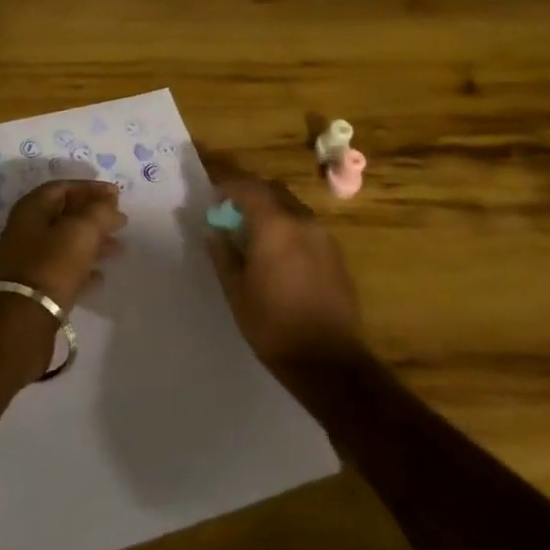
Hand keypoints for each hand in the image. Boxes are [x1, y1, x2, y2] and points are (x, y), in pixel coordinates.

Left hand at [0, 180, 124, 308]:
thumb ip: (100, 212)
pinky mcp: (33, 284)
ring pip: (64, 241)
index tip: (116, 194)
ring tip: (117, 247)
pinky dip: (81, 266)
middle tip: (119, 221)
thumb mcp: (82, 231)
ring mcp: (27, 257)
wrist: (24, 317)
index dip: (90, 188)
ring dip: (91, 241)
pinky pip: (61, 267)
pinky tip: (100, 275)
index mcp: (31, 208)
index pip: (63, 187)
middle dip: (93, 216)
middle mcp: (25, 229)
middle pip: (64, 214)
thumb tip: (111, 206)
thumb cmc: (53, 264)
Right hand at [206, 178, 363, 373]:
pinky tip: (279, 254)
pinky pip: (306, 228)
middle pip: (273, 192)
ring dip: (271, 211)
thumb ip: (223, 253)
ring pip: (292, 208)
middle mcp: (303, 222)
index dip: (228, 188)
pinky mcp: (336, 256)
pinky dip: (288, 228)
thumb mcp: (236, 290)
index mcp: (275, 226)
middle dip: (250, 195)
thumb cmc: (273, 325)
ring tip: (254, 234)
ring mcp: (324, 238)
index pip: (249, 188)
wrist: (329, 362)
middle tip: (231, 213)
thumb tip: (212, 230)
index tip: (213, 200)